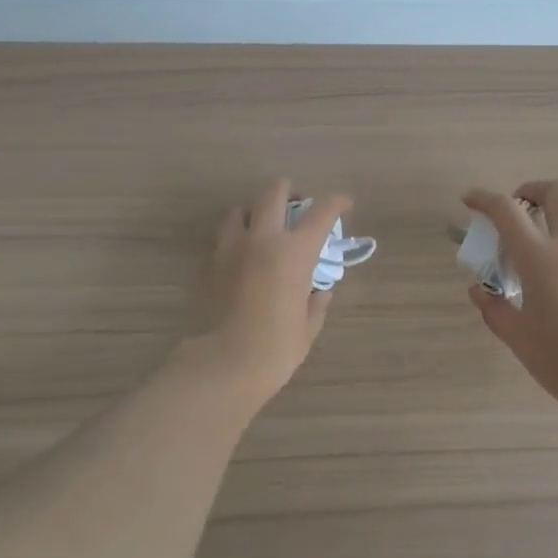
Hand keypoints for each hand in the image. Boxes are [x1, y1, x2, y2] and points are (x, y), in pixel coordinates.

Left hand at [195, 179, 352, 407]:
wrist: (224, 364)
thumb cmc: (276, 348)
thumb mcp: (308, 327)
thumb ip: (316, 303)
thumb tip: (320, 292)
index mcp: (295, 252)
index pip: (321, 212)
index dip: (337, 202)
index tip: (345, 204)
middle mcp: (263, 239)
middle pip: (274, 193)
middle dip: (289, 192)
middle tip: (298, 206)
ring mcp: (233, 248)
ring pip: (240, 208)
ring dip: (255, 211)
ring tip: (264, 227)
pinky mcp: (212, 263)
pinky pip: (224, 235)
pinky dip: (236, 234)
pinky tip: (245, 253)